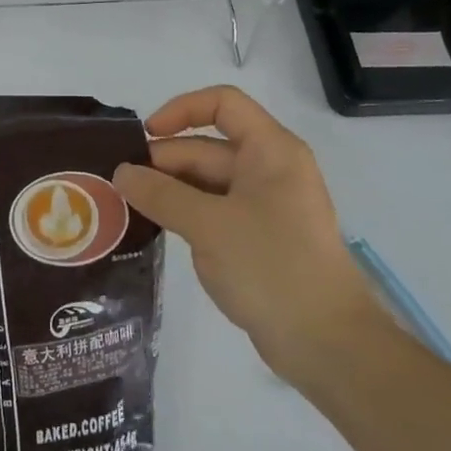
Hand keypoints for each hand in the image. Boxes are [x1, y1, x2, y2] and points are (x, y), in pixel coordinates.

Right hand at [113, 86, 380, 383]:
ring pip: (209, 182)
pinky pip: (216, 211)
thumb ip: (161, 194)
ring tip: (129, 206)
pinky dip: (187, 214)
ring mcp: (266, 206)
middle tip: (121, 186)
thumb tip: (121, 172)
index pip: (223, 104)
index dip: (181, 110)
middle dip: (165, 162)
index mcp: (270, 150)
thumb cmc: (271, 267)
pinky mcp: (260, 238)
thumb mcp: (208, 225)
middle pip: (209, 147)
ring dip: (171, 190)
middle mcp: (270, 169)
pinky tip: (158, 229)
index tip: (146, 136)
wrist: (329, 345)